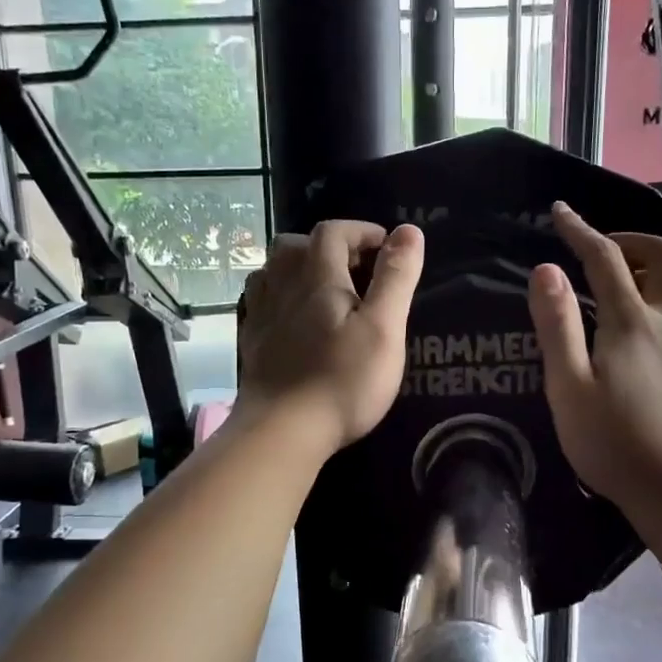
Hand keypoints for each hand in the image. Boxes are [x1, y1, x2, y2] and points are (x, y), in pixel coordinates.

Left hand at [237, 220, 423, 457]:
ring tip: (326, 288)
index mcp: (317, 277)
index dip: (360, 230)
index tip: (386, 246)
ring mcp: (261, 314)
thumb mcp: (383, 328)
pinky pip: (262, 301)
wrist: (282, 430)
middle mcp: (283, 286)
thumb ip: (396, 277)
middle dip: (328, 245)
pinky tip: (295, 317)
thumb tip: (409, 230)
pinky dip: (281, 295)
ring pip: (273, 271)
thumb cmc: (342, 380)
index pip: (332, 232)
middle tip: (357, 267)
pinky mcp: (252, 342)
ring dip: (299, 267)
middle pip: (294, 245)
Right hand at [527, 202, 661, 516]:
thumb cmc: (612, 442)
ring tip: (649, 286)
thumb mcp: (568, 386)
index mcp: (630, 321)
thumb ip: (556, 325)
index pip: (604, 258)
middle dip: (636, 241)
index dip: (580, 230)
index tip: (560, 212)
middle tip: (607, 254)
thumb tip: (546, 269)